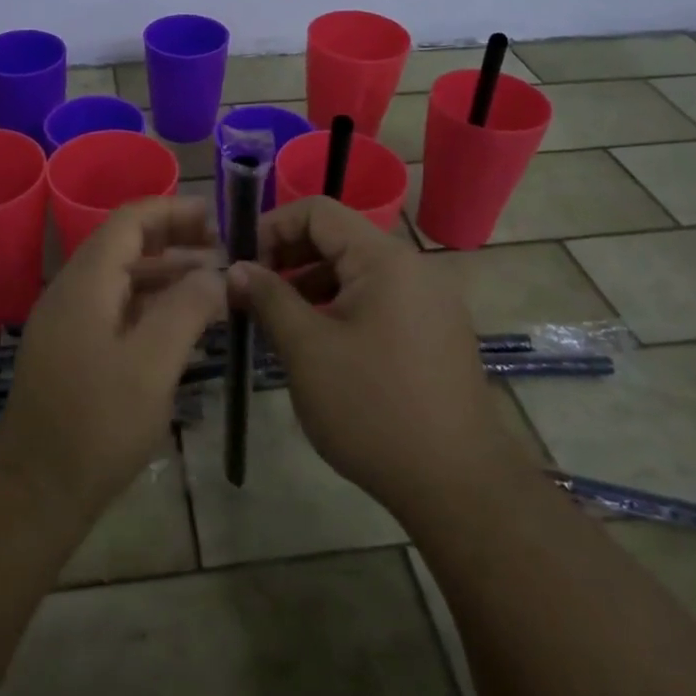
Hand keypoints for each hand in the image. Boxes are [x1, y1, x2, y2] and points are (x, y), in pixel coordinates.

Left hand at [0, 197, 224, 517]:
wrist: (36, 489)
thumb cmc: (97, 424)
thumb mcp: (153, 364)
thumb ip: (187, 309)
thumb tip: (215, 272)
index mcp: (86, 282)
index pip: (129, 220)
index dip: (173, 210)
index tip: (218, 220)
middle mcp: (72, 291)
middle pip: (125, 245)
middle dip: (176, 240)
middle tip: (225, 252)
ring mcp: (69, 321)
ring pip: (122, 278)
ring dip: (167, 273)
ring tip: (215, 284)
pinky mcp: (73, 349)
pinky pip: (116, 308)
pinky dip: (152, 304)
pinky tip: (184, 323)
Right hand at [228, 198, 520, 521]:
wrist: (457, 484)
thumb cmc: (372, 408)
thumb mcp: (307, 349)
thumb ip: (268, 298)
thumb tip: (237, 268)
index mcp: (384, 259)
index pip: (317, 210)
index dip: (271, 227)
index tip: (241, 266)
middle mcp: (412, 268)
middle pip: (337, 238)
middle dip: (287, 258)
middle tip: (250, 296)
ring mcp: (428, 301)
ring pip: (355, 272)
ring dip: (309, 286)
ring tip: (275, 324)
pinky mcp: (433, 332)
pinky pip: (376, 301)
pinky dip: (338, 308)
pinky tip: (316, 345)